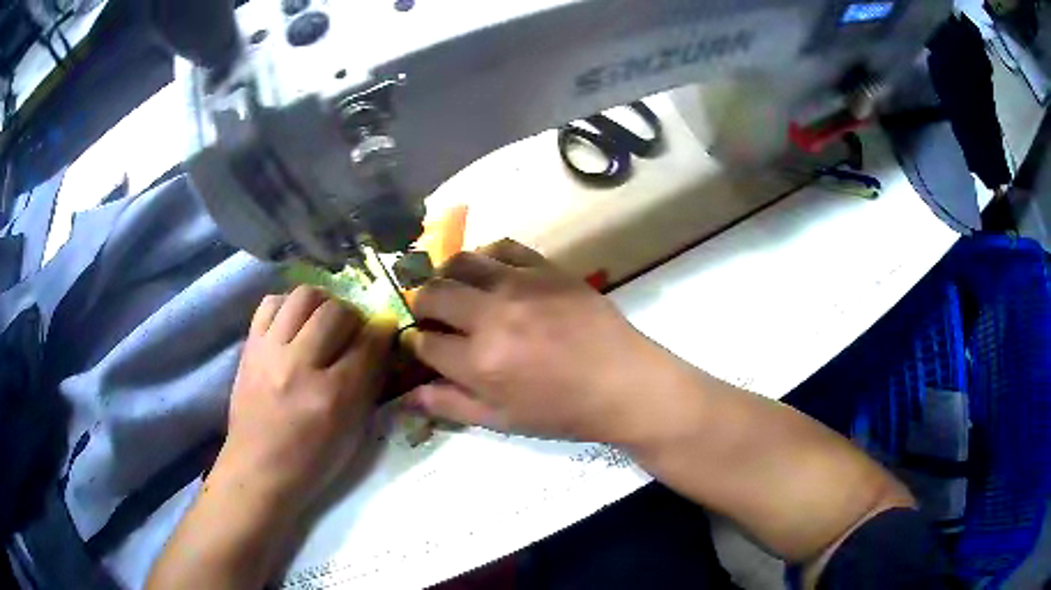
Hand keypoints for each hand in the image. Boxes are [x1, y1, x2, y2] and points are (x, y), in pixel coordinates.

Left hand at [215, 286, 395, 515]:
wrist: (258, 469)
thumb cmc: (312, 462)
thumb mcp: (352, 434)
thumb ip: (367, 386)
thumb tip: (378, 346)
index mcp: (332, 397)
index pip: (367, 345)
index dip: (382, 332)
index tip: (385, 330)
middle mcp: (299, 366)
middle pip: (335, 311)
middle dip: (353, 315)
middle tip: (352, 331)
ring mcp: (270, 352)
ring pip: (303, 296)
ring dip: (322, 303)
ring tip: (323, 320)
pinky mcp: (250, 347)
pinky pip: (271, 304)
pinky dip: (288, 306)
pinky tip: (294, 323)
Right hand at [406, 239, 676, 442]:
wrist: (624, 384)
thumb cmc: (564, 412)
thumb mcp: (504, 422)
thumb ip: (451, 406)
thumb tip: (408, 396)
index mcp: (479, 362)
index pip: (425, 343)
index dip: (417, 345)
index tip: (423, 346)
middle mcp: (492, 316)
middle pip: (432, 293)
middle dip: (422, 304)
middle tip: (433, 315)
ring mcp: (521, 285)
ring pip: (461, 261)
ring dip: (447, 275)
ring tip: (456, 289)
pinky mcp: (546, 268)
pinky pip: (503, 247)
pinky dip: (486, 257)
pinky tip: (491, 273)